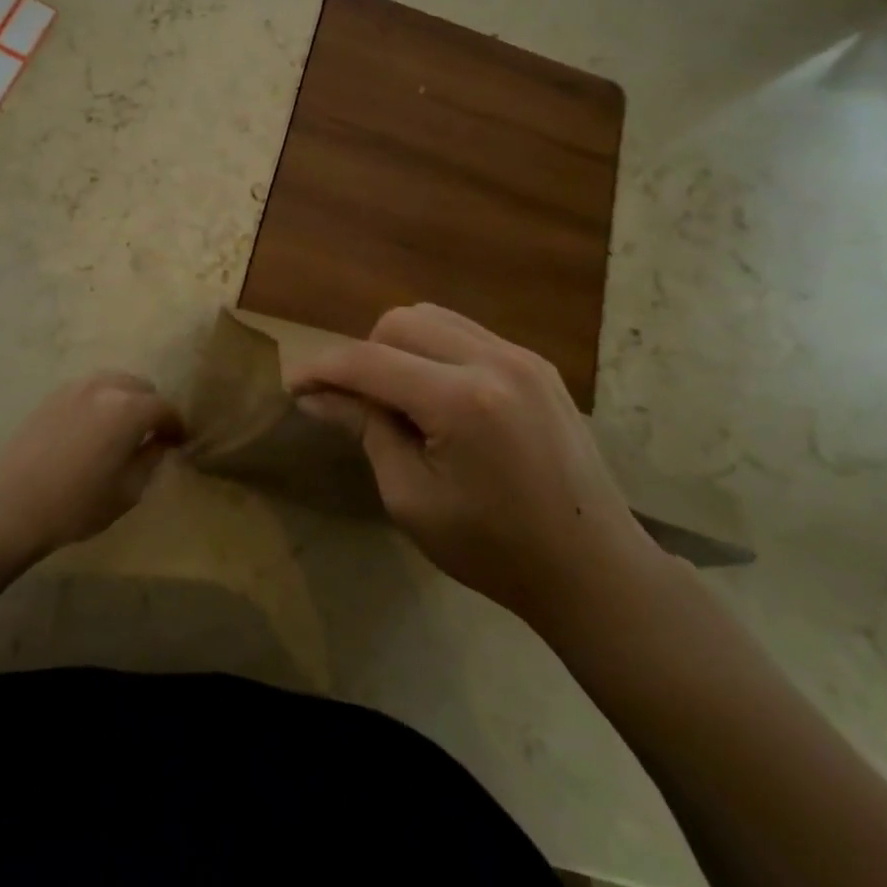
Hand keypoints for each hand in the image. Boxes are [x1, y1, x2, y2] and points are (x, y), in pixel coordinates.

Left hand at [0, 372, 183, 554]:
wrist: (12, 506)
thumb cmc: (77, 505)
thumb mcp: (128, 490)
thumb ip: (150, 458)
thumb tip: (159, 442)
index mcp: (128, 409)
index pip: (164, 408)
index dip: (176, 425)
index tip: (179, 442)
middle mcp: (104, 388)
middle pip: (140, 386)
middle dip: (151, 407)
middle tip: (151, 434)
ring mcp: (75, 388)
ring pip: (113, 382)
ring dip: (126, 399)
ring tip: (122, 428)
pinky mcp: (52, 396)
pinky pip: (88, 389)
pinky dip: (100, 401)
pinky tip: (94, 427)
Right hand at [288, 304, 665, 641]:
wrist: (593, 568)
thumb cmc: (493, 549)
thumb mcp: (411, 498)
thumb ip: (365, 430)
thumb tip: (316, 395)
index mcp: (462, 401)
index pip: (370, 361)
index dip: (323, 369)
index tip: (293, 385)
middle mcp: (494, 361)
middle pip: (399, 322)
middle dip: (364, 355)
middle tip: (358, 404)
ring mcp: (522, 356)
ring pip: (433, 318)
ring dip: (399, 348)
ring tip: (399, 400)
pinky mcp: (537, 364)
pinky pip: (466, 334)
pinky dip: (435, 352)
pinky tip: (438, 398)